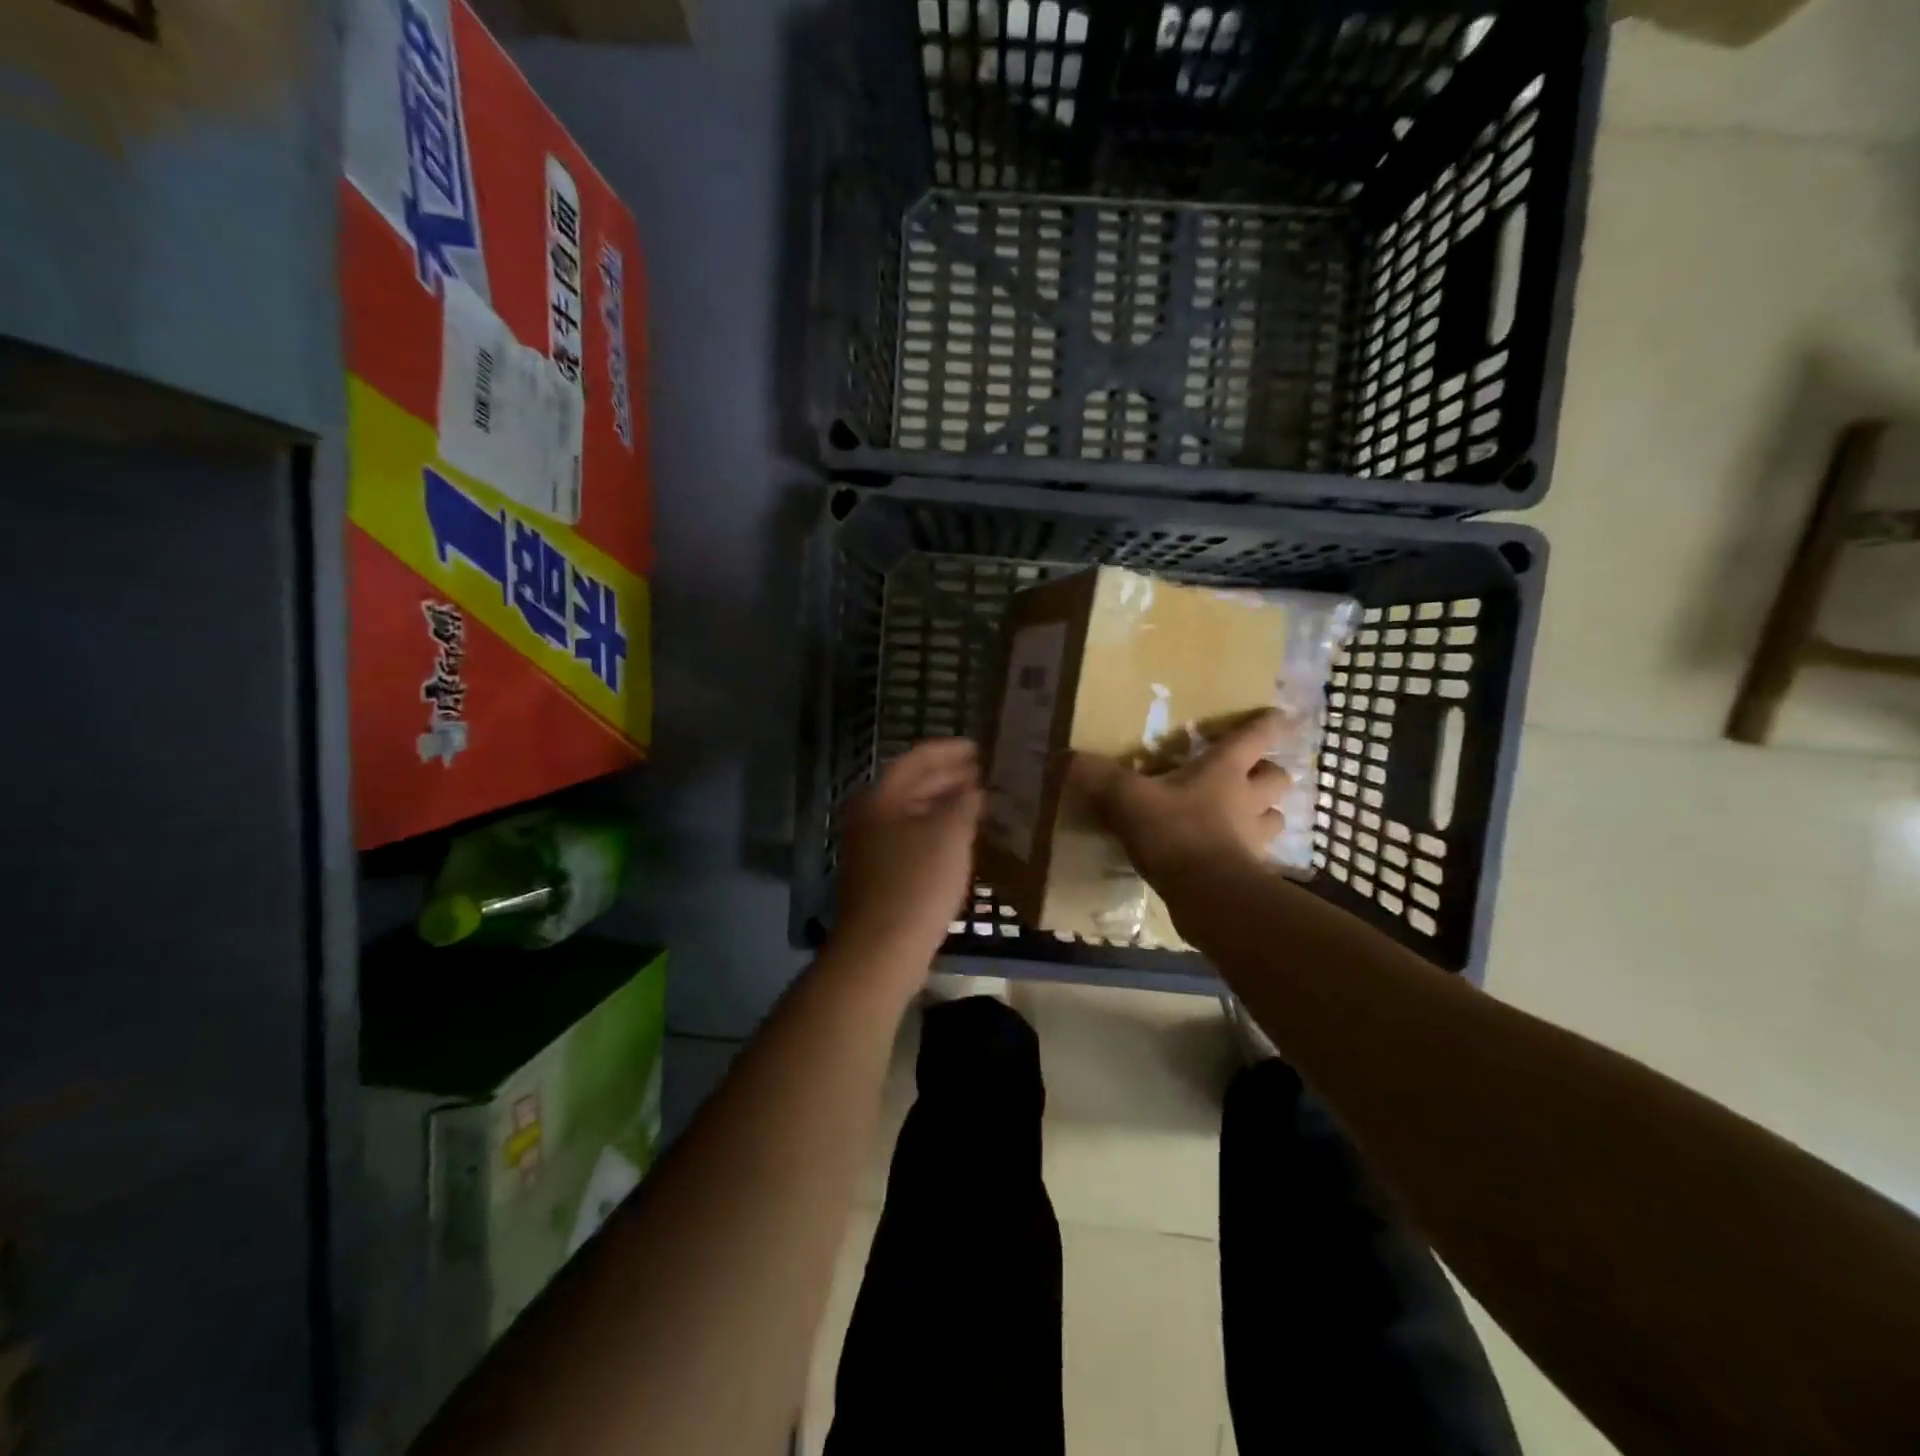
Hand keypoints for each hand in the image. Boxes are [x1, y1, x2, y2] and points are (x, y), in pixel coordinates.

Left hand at [835, 739, 983, 971]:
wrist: (881, 948)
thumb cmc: (917, 883)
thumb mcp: (950, 835)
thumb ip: (964, 802)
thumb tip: (971, 788)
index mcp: (881, 798)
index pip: (917, 759)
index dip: (949, 750)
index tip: (977, 747)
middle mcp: (869, 816)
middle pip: (911, 784)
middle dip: (946, 776)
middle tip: (981, 771)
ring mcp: (870, 846)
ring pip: (911, 812)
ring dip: (942, 803)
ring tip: (975, 800)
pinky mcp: (878, 874)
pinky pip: (910, 837)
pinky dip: (934, 829)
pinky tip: (957, 839)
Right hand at [1069, 709, 1290, 887]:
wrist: (1207, 895)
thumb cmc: (1174, 832)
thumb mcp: (1126, 798)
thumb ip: (1095, 776)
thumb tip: (1060, 758)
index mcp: (1224, 771)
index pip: (1255, 736)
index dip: (1267, 724)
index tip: (1277, 715)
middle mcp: (1248, 799)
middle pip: (1277, 778)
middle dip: (1269, 773)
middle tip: (1251, 775)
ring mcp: (1254, 839)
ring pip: (1274, 818)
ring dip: (1264, 815)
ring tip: (1243, 817)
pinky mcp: (1251, 873)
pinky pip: (1256, 856)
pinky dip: (1246, 853)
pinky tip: (1227, 857)